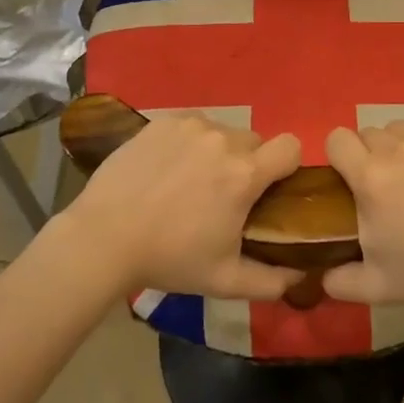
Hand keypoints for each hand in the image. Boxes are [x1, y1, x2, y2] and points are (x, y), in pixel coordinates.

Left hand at [57, 114, 303, 300]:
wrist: (103, 237)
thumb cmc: (169, 258)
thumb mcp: (225, 281)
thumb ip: (271, 281)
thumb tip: (299, 276)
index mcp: (244, 173)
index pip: (290, 147)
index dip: (286, 166)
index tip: (270, 189)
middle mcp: (223, 139)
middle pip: (254, 142)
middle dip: (247, 164)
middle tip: (223, 195)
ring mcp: (191, 125)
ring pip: (221, 132)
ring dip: (217, 152)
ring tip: (189, 183)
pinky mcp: (162, 121)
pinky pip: (191, 126)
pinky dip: (188, 143)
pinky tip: (166, 169)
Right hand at [322, 112, 403, 312]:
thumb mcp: (379, 288)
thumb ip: (341, 281)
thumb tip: (320, 276)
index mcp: (370, 179)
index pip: (337, 139)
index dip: (340, 156)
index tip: (352, 178)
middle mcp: (396, 148)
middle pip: (369, 134)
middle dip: (373, 155)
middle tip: (391, 186)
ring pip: (400, 126)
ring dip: (402, 145)